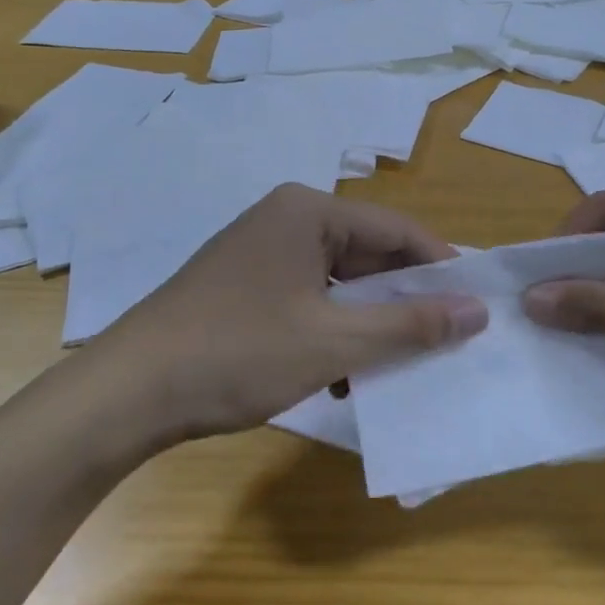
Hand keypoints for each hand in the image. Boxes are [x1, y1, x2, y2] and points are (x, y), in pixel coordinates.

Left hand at [88, 184, 487, 441]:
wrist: (128, 393)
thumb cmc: (237, 353)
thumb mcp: (334, 342)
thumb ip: (409, 324)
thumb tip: (477, 310)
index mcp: (308, 210)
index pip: (396, 228)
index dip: (440, 266)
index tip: (475, 306)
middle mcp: (285, 218)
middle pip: (367, 253)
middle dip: (403, 300)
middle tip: (445, 340)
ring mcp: (261, 252)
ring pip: (339, 282)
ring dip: (368, 323)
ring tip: (398, 365)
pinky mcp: (245, 285)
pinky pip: (309, 298)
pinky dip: (333, 331)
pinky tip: (344, 375)